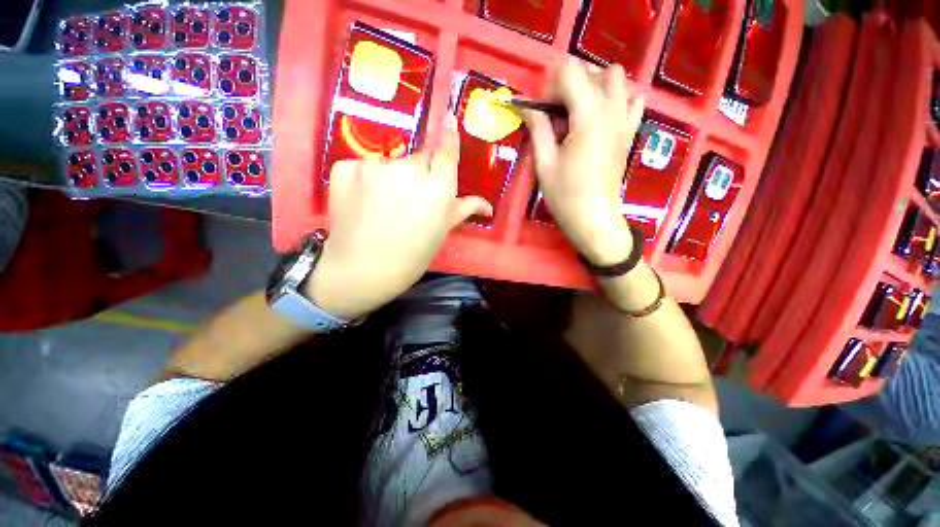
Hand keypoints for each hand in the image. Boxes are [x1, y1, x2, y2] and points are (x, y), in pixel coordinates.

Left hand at [304, 114, 492, 320]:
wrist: (362, 270)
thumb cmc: (411, 256)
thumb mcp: (441, 232)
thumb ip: (463, 209)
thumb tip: (488, 206)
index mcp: (438, 190)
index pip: (446, 152)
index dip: (448, 135)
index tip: (448, 118)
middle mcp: (410, 171)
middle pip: (419, 158)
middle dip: (419, 172)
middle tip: (410, 197)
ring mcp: (376, 166)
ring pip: (391, 163)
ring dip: (391, 178)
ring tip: (384, 205)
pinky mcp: (346, 167)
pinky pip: (363, 167)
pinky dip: (365, 180)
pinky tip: (363, 202)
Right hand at [522, 60, 644, 265]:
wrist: (595, 219)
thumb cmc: (565, 196)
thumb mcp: (544, 163)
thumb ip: (537, 128)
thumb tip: (525, 106)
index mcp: (588, 116)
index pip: (570, 72)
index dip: (550, 86)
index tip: (540, 111)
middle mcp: (611, 110)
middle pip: (594, 71)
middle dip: (570, 84)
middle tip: (555, 113)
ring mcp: (625, 120)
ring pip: (616, 79)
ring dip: (594, 86)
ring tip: (577, 111)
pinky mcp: (630, 132)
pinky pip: (632, 99)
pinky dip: (617, 97)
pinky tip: (601, 116)